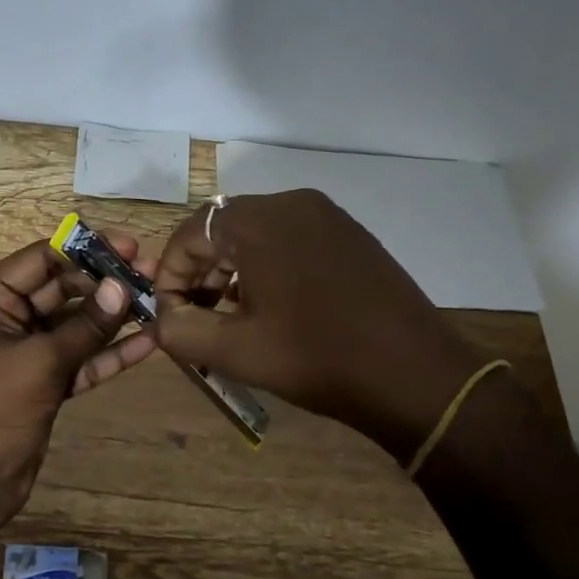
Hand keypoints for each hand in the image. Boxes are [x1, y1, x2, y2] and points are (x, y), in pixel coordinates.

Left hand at [0, 235, 157, 542]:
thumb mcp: (39, 362)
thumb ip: (85, 325)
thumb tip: (123, 287)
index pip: (41, 259)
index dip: (86, 250)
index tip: (131, 246)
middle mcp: (4, 318)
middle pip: (61, 288)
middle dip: (105, 283)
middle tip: (154, 273)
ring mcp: (25, 352)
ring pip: (74, 324)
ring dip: (113, 317)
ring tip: (159, 300)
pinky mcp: (43, 382)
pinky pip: (80, 358)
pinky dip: (109, 353)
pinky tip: (149, 343)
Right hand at [152, 190, 489, 453]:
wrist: (415, 376)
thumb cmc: (316, 358)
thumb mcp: (234, 351)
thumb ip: (179, 331)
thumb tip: (162, 318)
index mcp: (258, 221)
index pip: (190, 233)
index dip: (171, 275)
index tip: (171, 315)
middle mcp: (291, 202)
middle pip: (223, 229)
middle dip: (201, 272)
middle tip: (198, 317)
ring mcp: (327, 216)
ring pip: (257, 234)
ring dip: (233, 270)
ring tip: (232, 315)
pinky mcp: (350, 234)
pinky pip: (290, 239)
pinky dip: (268, 266)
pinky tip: (274, 306)